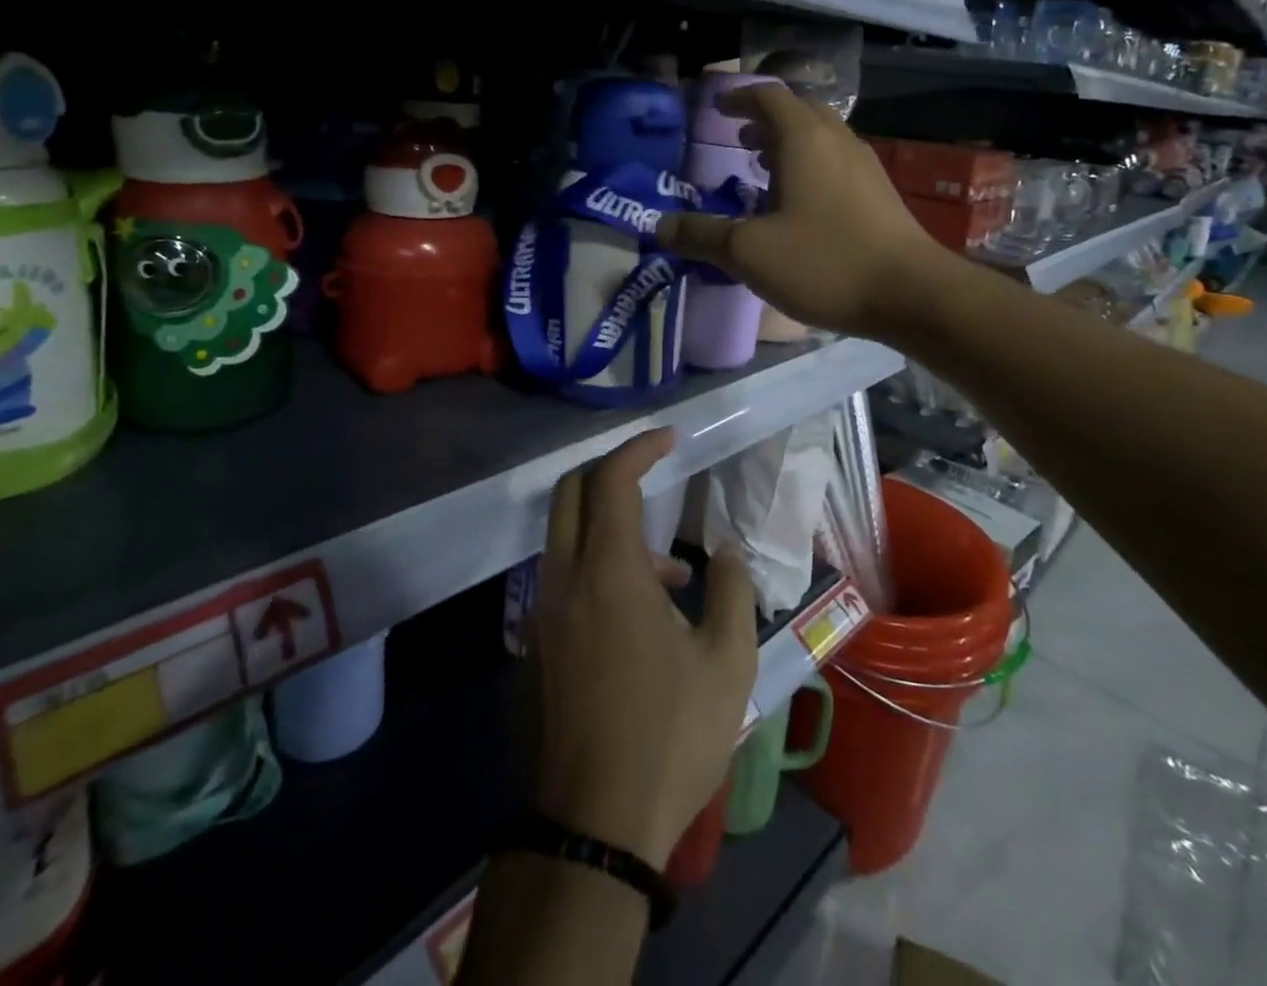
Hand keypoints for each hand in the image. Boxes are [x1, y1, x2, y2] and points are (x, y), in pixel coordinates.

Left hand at [527, 430, 757, 869]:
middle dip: (611, 470)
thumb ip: (731, 592)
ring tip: (672, 574)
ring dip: (611, 528)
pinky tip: (641, 618)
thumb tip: (723, 555)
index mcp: (608, 572)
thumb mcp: (727, 663)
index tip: (670, 438)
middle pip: (571, 493)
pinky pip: (562, 579)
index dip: (640, 448)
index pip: (612, 480)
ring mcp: (542, 614)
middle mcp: (564, 580)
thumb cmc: (668, 736)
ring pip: (565, 537)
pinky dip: (597, 567)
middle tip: (654, 474)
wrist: (592, 827)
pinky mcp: (535, 647)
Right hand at [659, 83, 946, 338]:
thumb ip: (702, 236)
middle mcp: (837, 140)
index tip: (717, 108)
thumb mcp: (750, 252)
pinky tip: (800, 205)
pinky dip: (811, 165)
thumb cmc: (825, 262)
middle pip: (799, 110)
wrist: (911, 293)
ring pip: (821, 137)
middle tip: (739, 139)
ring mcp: (864, 165)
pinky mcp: (880, 193)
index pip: (768, 96)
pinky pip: (837, 162)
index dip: (738, 97)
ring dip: (790, 143)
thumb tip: (659, 227)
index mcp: (804, 139)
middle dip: (765, 119)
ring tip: (763, 168)